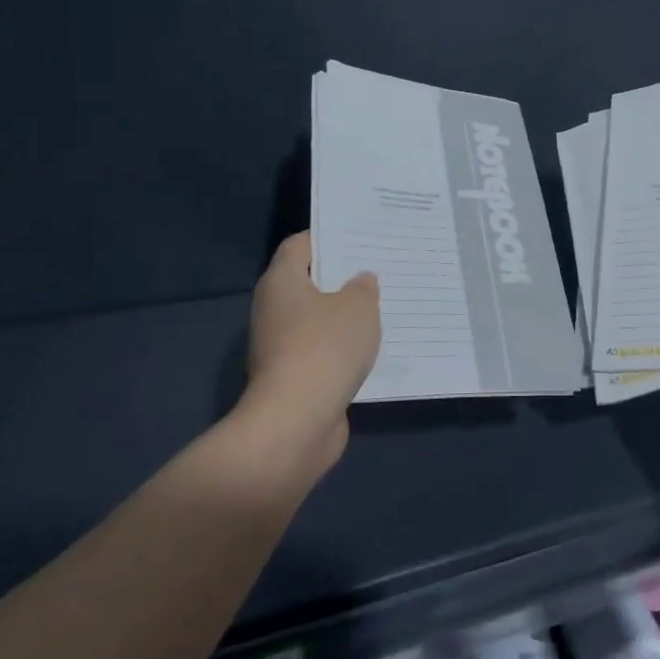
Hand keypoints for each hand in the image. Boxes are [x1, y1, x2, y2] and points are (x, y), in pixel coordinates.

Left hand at [238, 232, 379, 475]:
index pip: (301, 245)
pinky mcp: (293, 377)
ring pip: (319, 320)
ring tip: (385, 306)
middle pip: (310, 282)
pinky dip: (344, 348)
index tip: (361, 236)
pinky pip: (323, 351)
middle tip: (381, 268)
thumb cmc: (325, 348)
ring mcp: (280, 346)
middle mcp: (274, 309)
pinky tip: (374, 347)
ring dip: (346, 316)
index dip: (329, 236)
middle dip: (343, 277)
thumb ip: (363, 288)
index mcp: (282, 282)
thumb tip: (360, 281)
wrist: (296, 423)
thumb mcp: (358, 307)